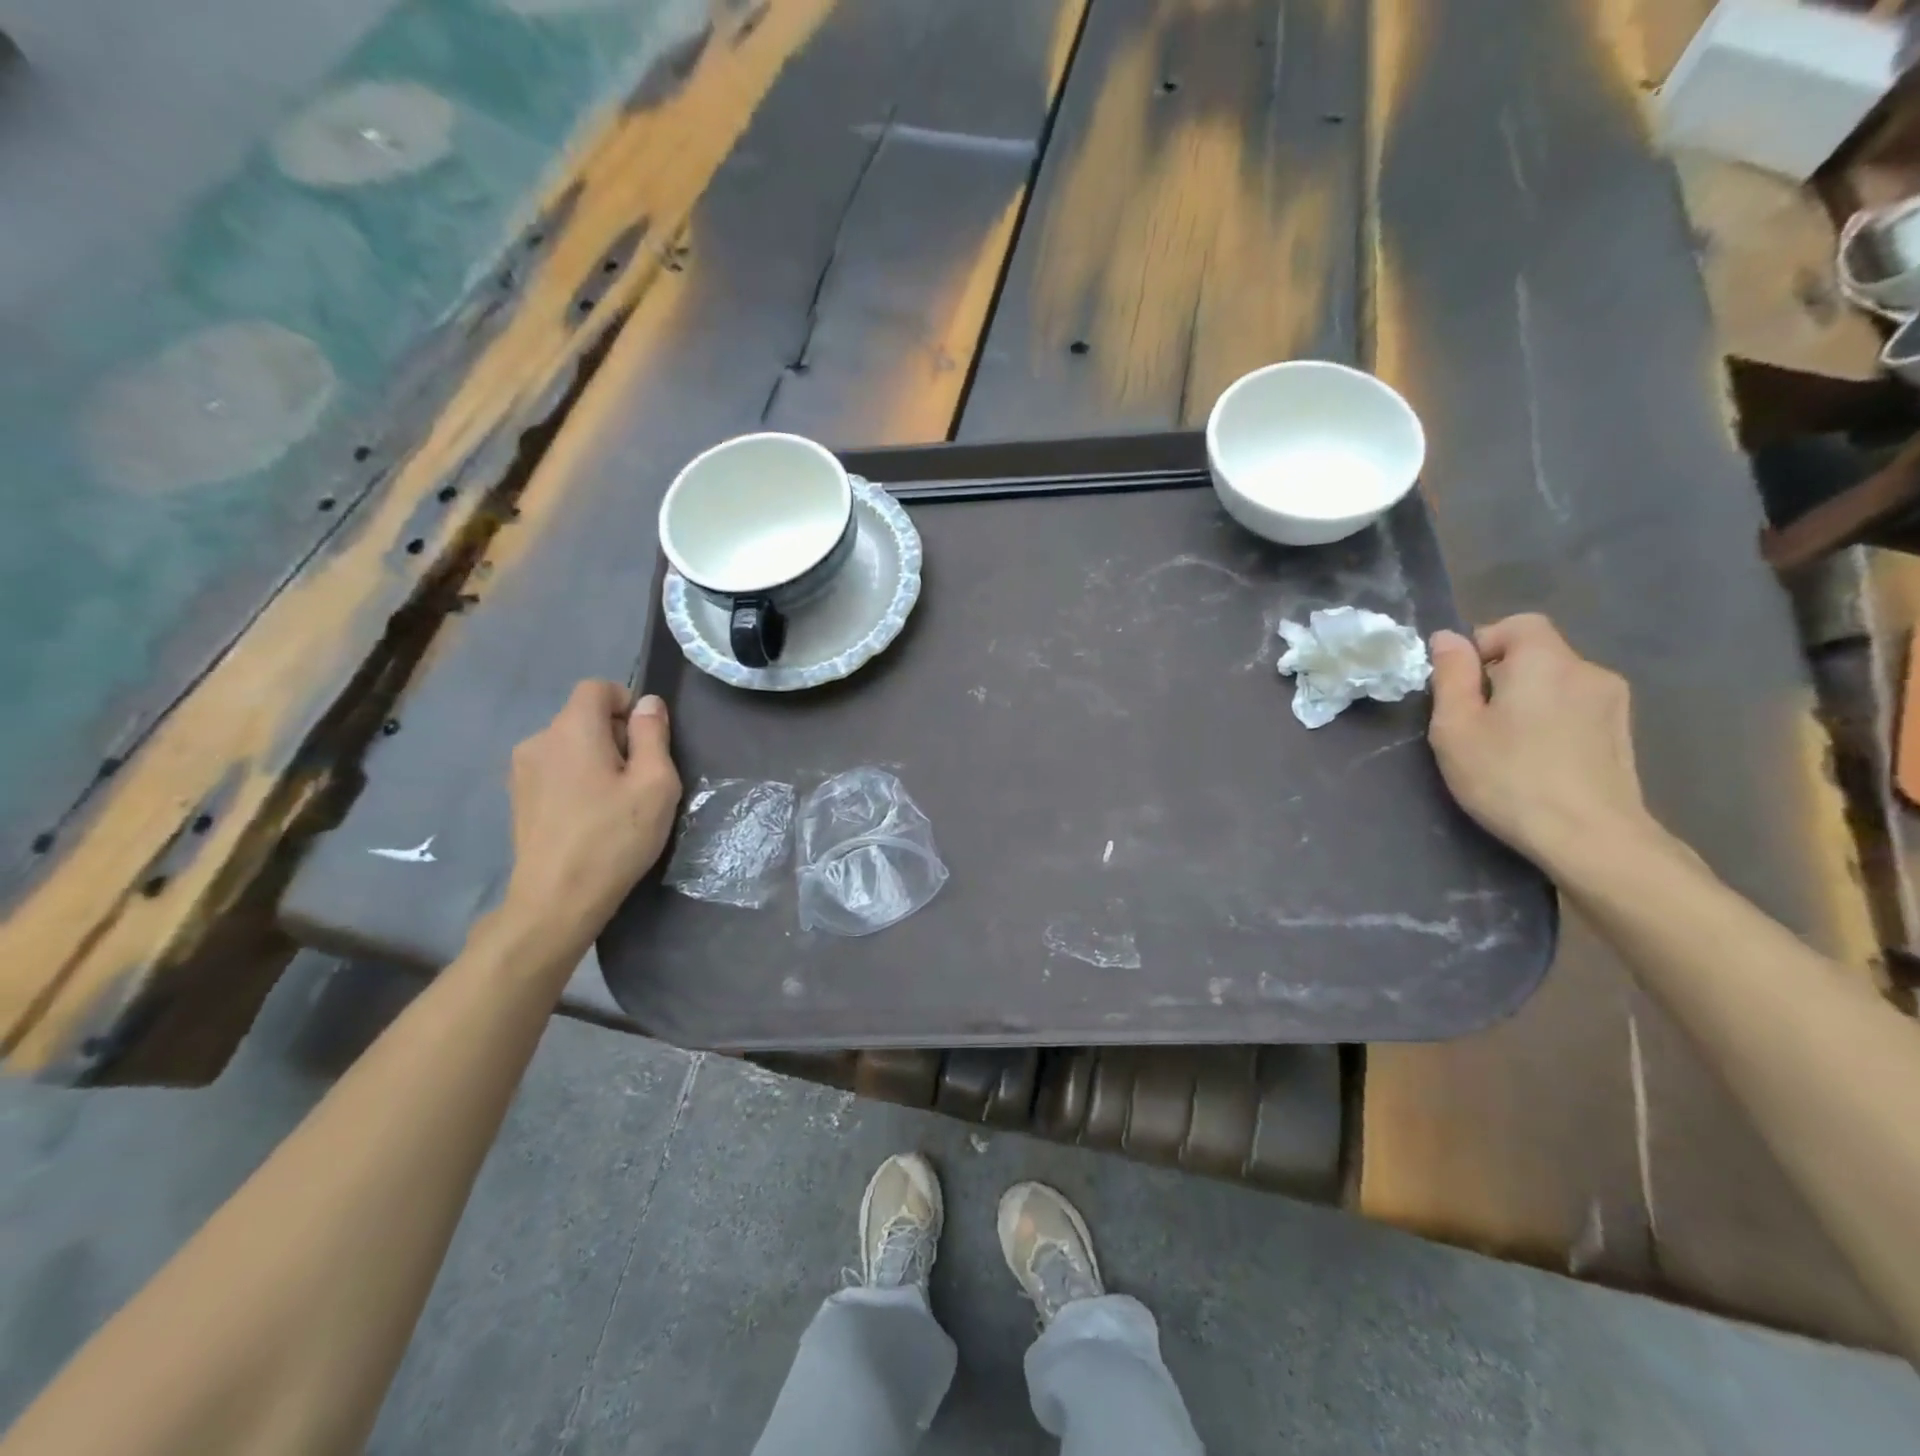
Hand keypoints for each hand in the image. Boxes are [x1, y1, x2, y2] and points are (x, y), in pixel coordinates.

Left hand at [502, 681, 680, 940]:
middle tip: (639, 780)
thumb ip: (653, 735)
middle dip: (616, 736)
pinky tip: (590, 817)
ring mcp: (522, 771)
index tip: (647, 742)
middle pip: (584, 717)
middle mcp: (539, 740)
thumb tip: (647, 703)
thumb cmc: (614, 838)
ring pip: (570, 745)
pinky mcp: (519, 798)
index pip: (597, 687)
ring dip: (596, 760)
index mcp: (572, 730)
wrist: (557, 899)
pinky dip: (577, 780)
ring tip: (615, 803)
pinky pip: (556, 770)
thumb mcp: (655, 784)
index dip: (627, 704)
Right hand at [1427, 614, 1651, 870]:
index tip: (1462, 686)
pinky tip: (1538, 759)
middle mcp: (1587, 670)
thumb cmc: (1509, 778)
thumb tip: (1447, 638)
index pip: (1516, 624)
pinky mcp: (1623, 732)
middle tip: (1475, 722)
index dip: (1483, 645)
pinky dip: (1551, 720)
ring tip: (1507, 745)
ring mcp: (1613, 702)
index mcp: (1544, 661)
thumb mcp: (1456, 727)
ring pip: (1556, 683)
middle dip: (1501, 676)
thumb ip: (1451, 676)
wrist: (1591, 837)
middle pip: (1537, 654)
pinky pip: (1576, 707)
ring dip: (1527, 700)